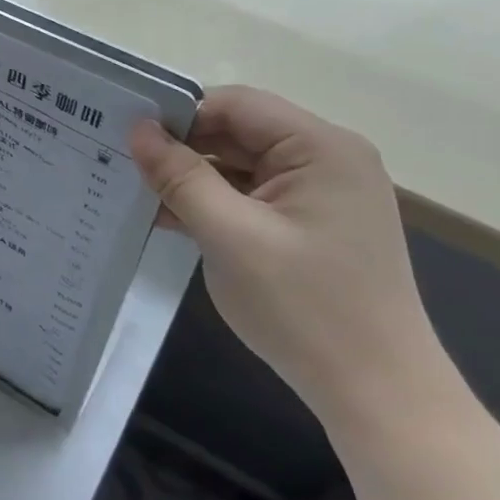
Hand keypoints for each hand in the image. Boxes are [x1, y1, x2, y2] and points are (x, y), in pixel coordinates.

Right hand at [131, 87, 455, 434]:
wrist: (377, 395)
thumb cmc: (305, 309)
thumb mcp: (230, 237)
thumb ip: (181, 177)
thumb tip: (138, 130)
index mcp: (321, 147)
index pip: (236, 105)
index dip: (180, 115)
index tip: (128, 137)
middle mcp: (327, 159)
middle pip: (239, 132)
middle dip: (183, 149)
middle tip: (123, 163)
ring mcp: (322, 193)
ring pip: (241, 166)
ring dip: (194, 179)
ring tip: (137, 192)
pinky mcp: (312, 224)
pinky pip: (253, 196)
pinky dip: (215, 204)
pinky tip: (171, 218)